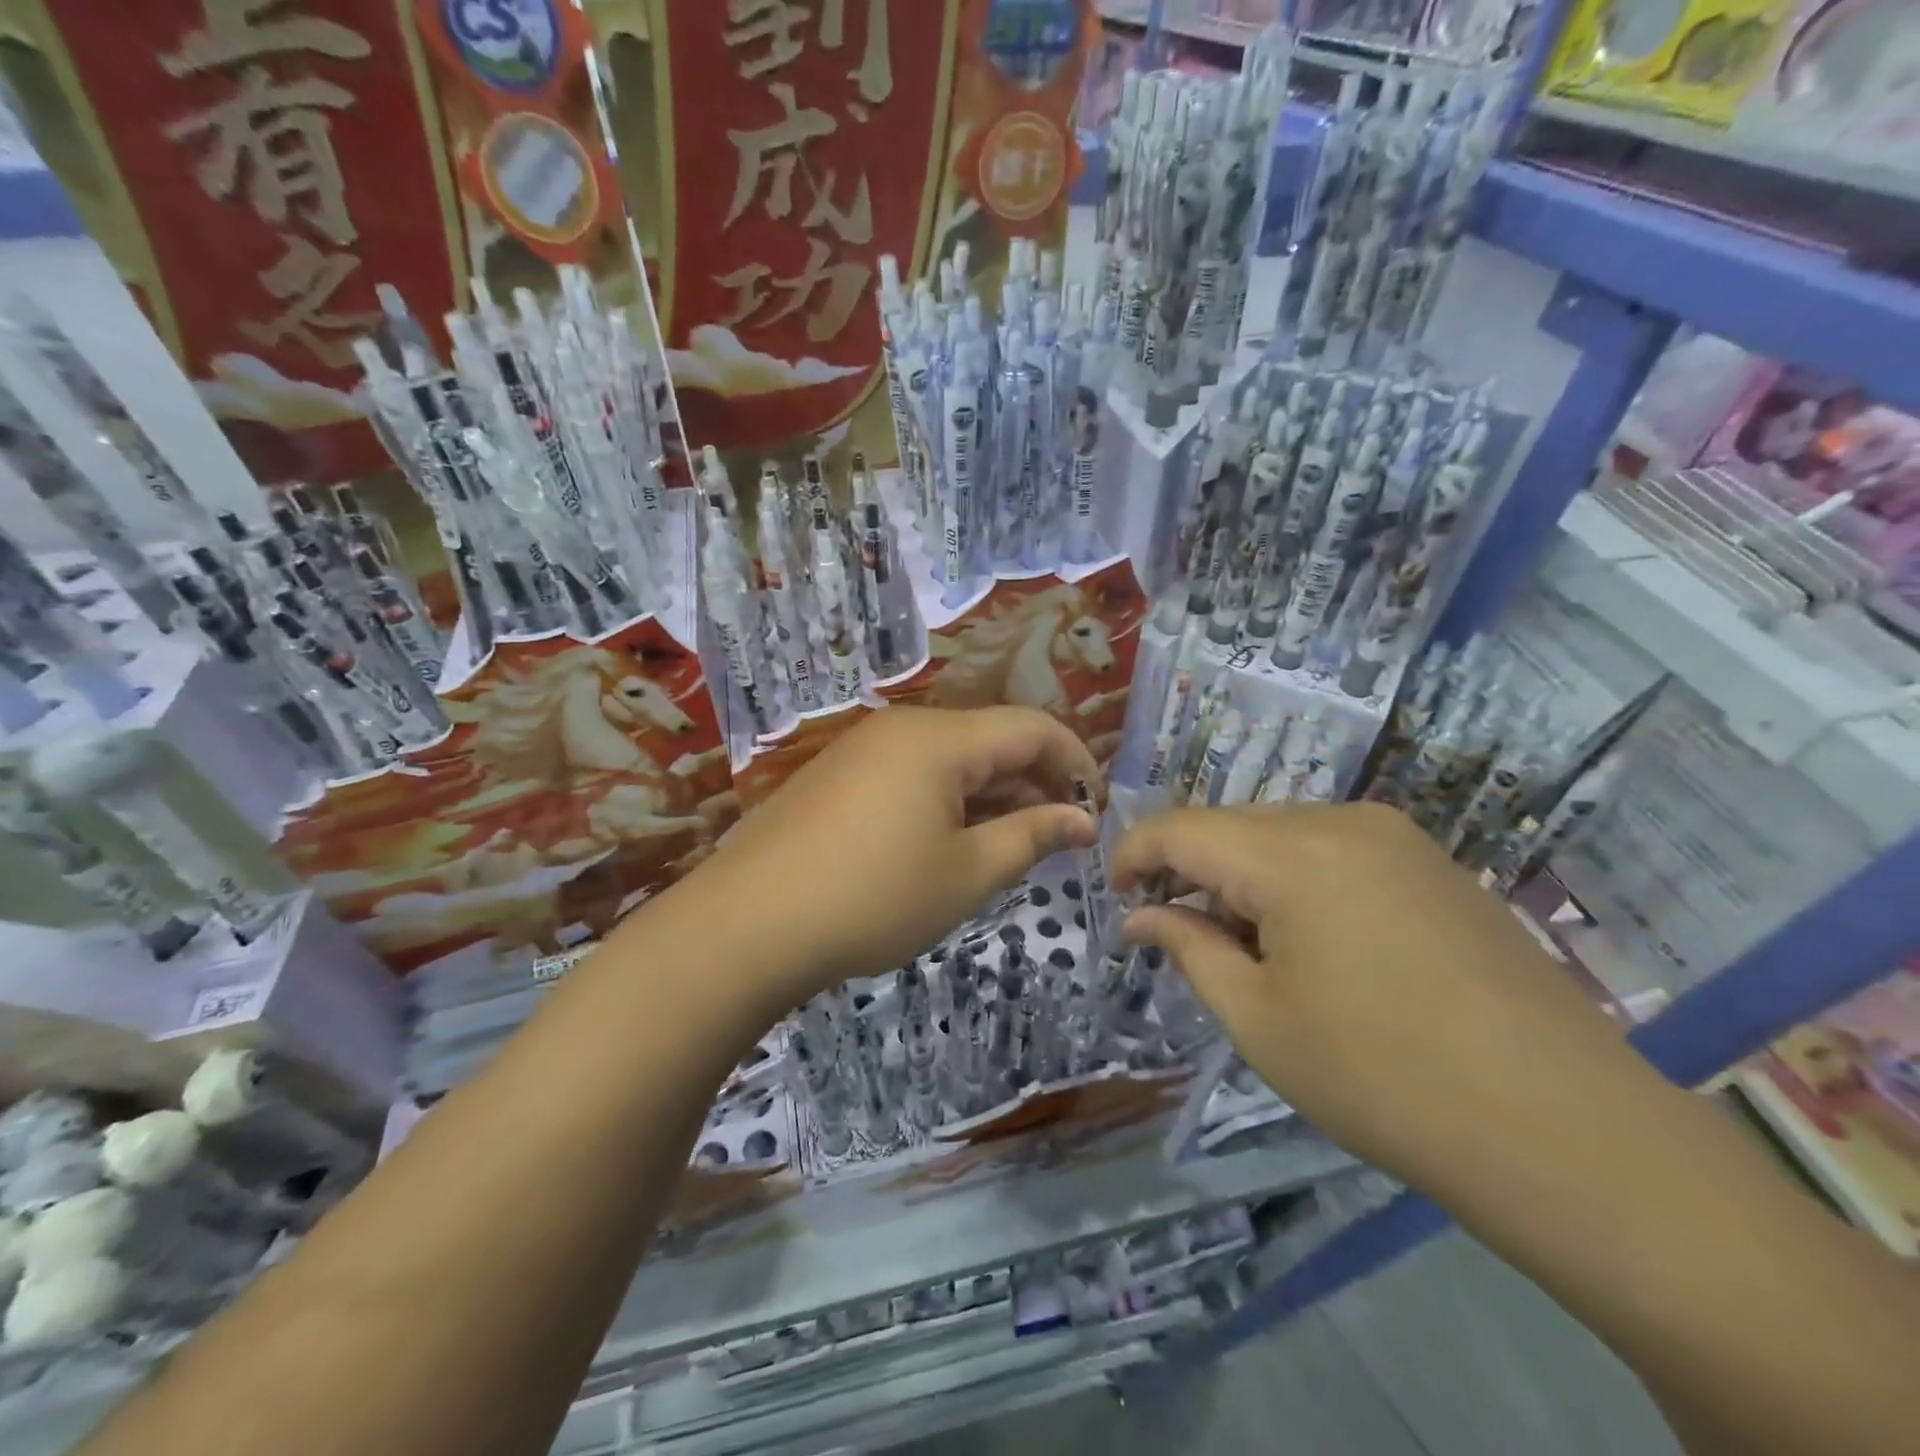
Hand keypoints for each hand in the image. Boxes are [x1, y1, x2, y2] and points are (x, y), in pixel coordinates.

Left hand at [694, 707, 1100, 998]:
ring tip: (1008, 847)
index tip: (1096, 809)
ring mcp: (864, 749)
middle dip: (1034, 782)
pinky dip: (946, 801)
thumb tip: (1081, 818)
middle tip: (1058, 838)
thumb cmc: (873, 898)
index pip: (1032, 727)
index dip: (1075, 762)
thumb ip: (1031, 837)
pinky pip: (911, 774)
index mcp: (941, 738)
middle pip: (990, 739)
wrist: (747, 924)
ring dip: (990, 795)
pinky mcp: (838, 776)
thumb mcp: (966, 873)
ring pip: (950, 759)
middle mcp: (902, 728)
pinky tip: (948, 845)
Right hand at [1112, 803, 1668, 1199]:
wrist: (1565, 1128)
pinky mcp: (1431, 860)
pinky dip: (1293, 876)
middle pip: (1231, 824)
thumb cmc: (1382, 1078)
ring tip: (1240, 941)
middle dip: (1189, 867)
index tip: (1113, 895)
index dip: (1134, 854)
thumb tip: (1141, 915)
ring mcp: (1394, 835)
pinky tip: (1306, 937)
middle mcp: (1340, 820)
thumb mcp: (1258, 1020)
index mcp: (1290, 854)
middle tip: (1173, 929)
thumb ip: (1189, 948)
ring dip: (1242, 873)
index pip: (1181, 828)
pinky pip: (1331, 846)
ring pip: (1281, 832)